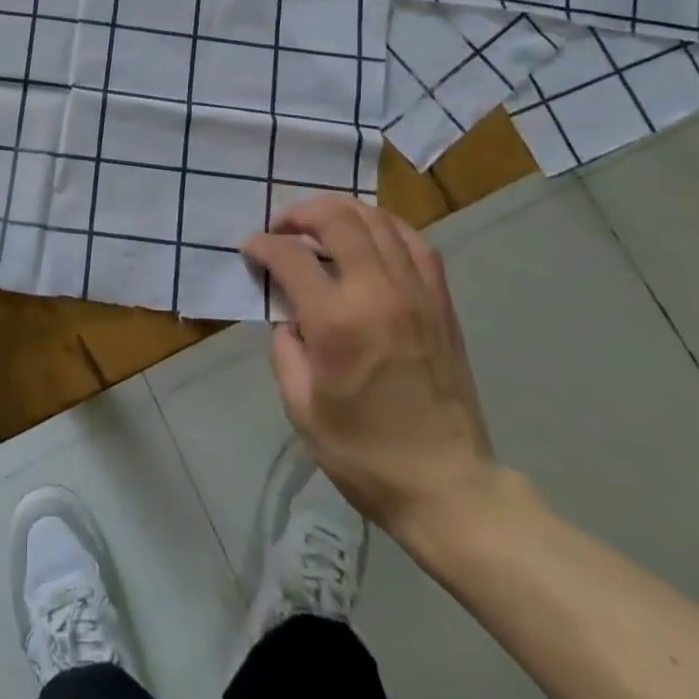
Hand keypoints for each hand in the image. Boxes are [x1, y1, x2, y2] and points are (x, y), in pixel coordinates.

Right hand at [245, 195, 502, 541]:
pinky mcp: (441, 302)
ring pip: (378, 220)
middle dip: (301, 212)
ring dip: (342, 211)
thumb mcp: (301, 407)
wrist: (447, 486)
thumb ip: (286, 347)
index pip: (290, 256)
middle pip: (338, 219)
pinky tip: (370, 236)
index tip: (250, 249)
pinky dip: (385, 227)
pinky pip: (415, 242)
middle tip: (282, 227)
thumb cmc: (364, 454)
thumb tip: (289, 313)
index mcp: (337, 323)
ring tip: (321, 224)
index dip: (263, 244)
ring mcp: (416, 293)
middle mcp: (378, 294)